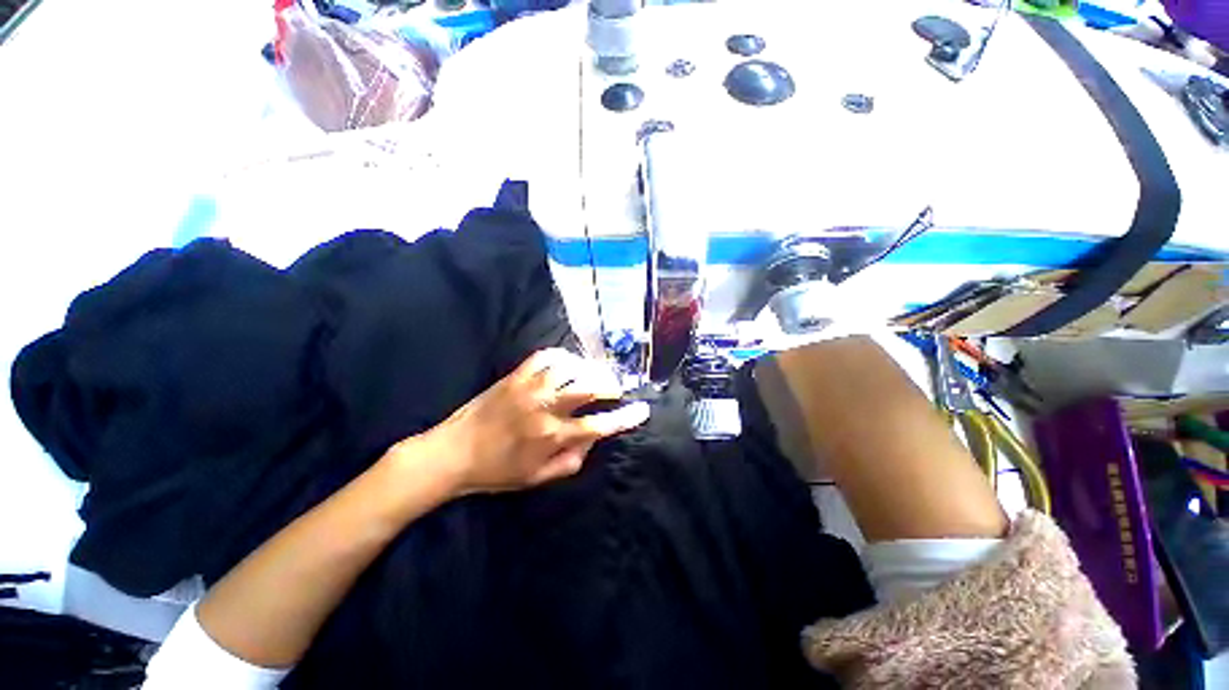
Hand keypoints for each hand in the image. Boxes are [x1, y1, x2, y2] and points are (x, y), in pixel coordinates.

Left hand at [415, 348, 650, 495]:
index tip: (643, 409)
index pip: (600, 424)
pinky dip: (563, 356)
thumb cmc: (497, 471)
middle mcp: (545, 408)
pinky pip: (545, 356)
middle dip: (610, 385)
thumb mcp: (537, 478)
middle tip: (615, 388)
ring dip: (588, 369)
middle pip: (589, 387)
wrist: (453, 453)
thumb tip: (591, 441)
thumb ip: (571, 461)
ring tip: (593, 374)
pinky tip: (568, 362)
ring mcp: (530, 387)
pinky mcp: (516, 376)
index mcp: (552, 437)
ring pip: (571, 367)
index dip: (626, 417)